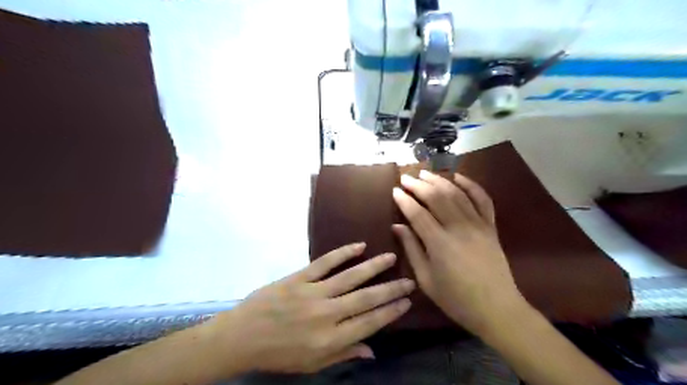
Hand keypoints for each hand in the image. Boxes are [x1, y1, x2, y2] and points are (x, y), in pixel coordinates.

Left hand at [208, 244, 412, 372]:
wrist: (243, 336)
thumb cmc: (279, 354)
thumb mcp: (312, 364)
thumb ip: (344, 355)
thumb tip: (373, 350)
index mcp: (330, 340)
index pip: (369, 323)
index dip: (390, 312)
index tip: (406, 301)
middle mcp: (326, 314)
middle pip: (365, 299)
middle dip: (390, 289)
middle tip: (409, 280)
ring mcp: (312, 293)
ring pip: (350, 277)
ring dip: (373, 267)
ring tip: (391, 257)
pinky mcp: (299, 278)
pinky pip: (324, 263)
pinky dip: (343, 253)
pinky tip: (358, 246)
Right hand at [391, 172, 526, 336]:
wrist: (497, 309)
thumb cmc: (456, 299)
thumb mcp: (426, 279)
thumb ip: (411, 249)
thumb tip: (397, 226)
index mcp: (439, 243)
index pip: (418, 213)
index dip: (404, 200)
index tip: (395, 191)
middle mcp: (459, 228)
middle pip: (436, 198)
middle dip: (418, 185)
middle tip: (405, 178)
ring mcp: (478, 225)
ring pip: (456, 194)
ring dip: (439, 180)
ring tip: (425, 173)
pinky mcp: (490, 226)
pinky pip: (483, 200)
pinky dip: (471, 185)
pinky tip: (459, 177)